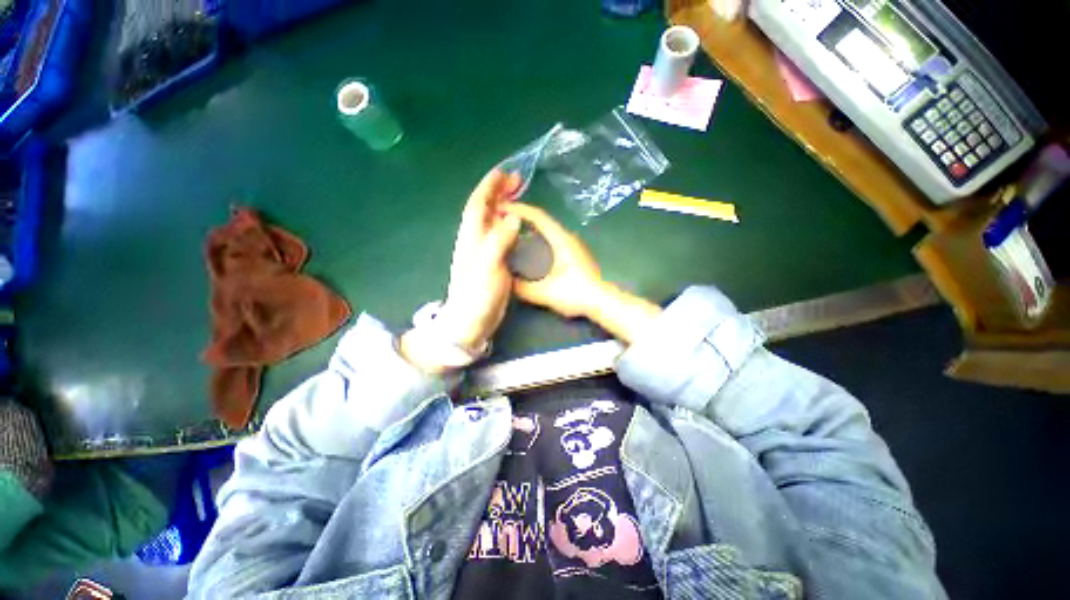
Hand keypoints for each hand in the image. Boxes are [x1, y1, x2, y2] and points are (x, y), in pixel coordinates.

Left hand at [438, 169, 522, 349]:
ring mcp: (485, 251)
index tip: (502, 173)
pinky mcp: (494, 262)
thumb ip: (499, 240)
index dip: (489, 187)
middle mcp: (476, 240)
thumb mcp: (488, 265)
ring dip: (505, 206)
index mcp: (471, 237)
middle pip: (485, 209)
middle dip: (499, 192)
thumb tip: (513, 216)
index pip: (477, 204)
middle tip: (516, 180)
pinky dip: (510, 225)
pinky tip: (519, 225)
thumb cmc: (477, 294)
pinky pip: (502, 236)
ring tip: (519, 196)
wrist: (472, 320)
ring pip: (494, 221)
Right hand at [500, 203, 604, 318]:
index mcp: (561, 240)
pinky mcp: (576, 255)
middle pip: (543, 221)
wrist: (603, 302)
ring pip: (549, 231)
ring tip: (514, 236)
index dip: (519, 209)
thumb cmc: (576, 294)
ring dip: (532, 230)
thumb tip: (505, 281)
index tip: (502, 208)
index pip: (538, 217)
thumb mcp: (545, 293)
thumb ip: (522, 288)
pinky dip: (540, 240)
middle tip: (503, 224)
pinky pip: (554, 240)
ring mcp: (574, 246)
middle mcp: (569, 237)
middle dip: (523, 219)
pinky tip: (532, 252)